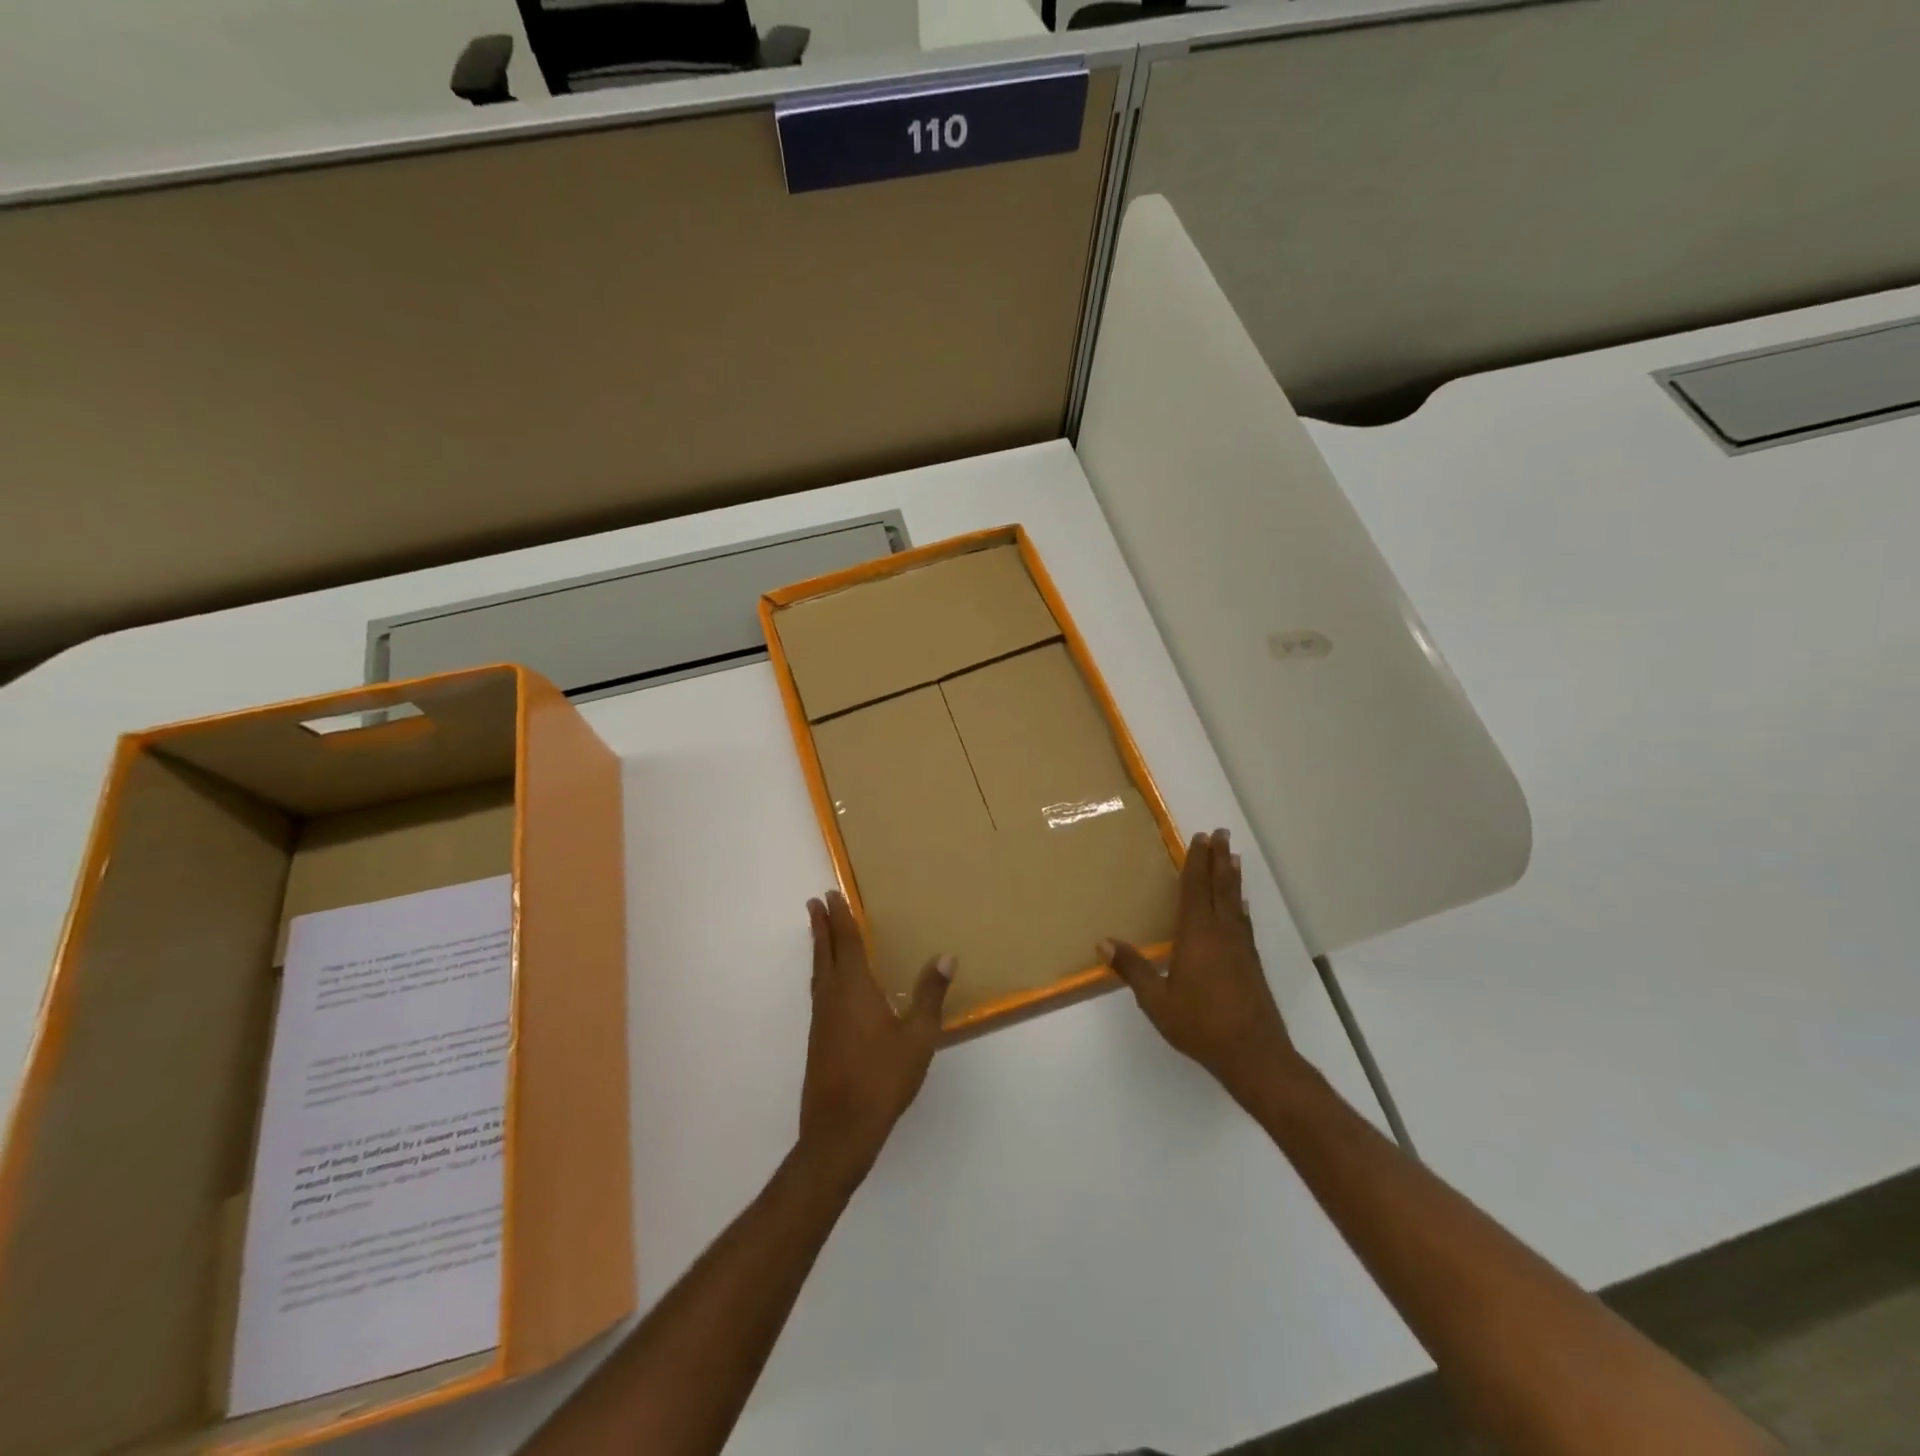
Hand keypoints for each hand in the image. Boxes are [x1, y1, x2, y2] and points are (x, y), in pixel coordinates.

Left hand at [798, 891, 952, 1185]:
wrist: (840, 1129)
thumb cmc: (882, 1078)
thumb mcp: (918, 1037)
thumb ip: (931, 995)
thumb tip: (946, 956)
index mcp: (854, 989)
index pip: (846, 943)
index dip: (841, 917)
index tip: (831, 894)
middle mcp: (832, 997)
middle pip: (824, 953)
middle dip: (821, 926)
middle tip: (814, 903)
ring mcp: (821, 1020)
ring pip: (818, 973)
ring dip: (819, 948)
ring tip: (819, 934)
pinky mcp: (818, 1039)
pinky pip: (819, 992)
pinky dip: (821, 973)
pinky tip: (829, 986)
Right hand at [1101, 828, 1302, 1106]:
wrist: (1255, 1055)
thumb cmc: (1201, 1025)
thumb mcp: (1157, 1001)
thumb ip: (1133, 968)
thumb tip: (1104, 941)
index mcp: (1197, 936)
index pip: (1195, 890)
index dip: (1196, 862)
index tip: (1200, 838)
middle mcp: (1222, 934)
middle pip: (1220, 888)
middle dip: (1219, 860)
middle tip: (1222, 833)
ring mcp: (1241, 948)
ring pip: (1236, 902)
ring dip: (1233, 877)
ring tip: (1234, 857)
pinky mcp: (1251, 963)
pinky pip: (1244, 922)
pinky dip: (1242, 906)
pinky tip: (1243, 906)